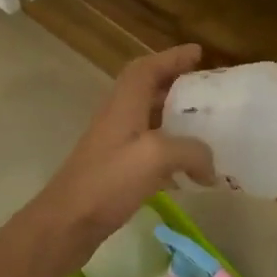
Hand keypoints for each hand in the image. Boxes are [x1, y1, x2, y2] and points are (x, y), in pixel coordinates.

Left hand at [24, 44, 215, 274]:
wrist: (66, 224)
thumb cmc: (108, 181)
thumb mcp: (156, 157)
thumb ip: (191, 151)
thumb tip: (210, 165)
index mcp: (124, 104)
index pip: (147, 68)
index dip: (172, 57)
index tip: (198, 53)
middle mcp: (118, 118)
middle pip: (148, 90)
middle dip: (177, 85)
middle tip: (207, 90)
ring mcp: (115, 145)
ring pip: (149, 120)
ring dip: (175, 119)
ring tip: (204, 126)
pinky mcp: (116, 171)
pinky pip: (148, 150)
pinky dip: (170, 151)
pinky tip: (188, 169)